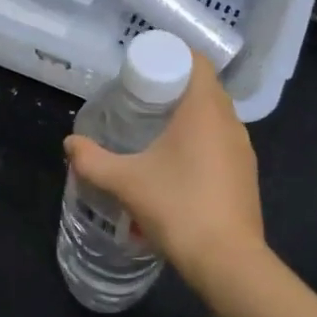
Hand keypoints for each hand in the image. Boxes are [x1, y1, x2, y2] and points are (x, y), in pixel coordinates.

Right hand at [64, 52, 264, 284]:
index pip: (197, 61)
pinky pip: (223, 141)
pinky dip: (202, 140)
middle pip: (205, 87)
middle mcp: (230, 121)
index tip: (145, 69)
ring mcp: (243, 148)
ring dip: (190, 115)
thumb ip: (93, 160)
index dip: (172, 56)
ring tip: (157, 130)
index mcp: (205, 109)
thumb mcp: (126, 182)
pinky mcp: (247, 173)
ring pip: (216, 116)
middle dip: (175, 87)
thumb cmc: (178, 207)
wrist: (228, 260)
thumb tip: (70, 144)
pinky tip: (179, 164)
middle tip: (142, 99)